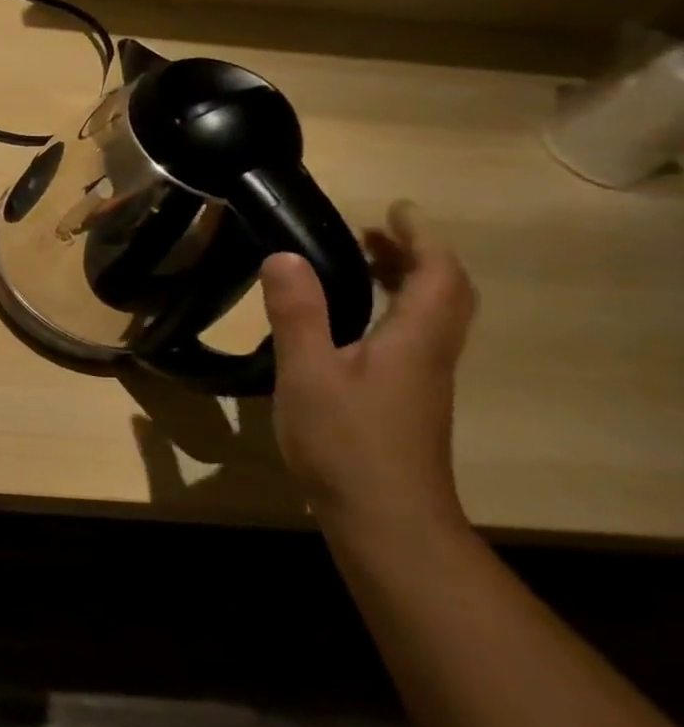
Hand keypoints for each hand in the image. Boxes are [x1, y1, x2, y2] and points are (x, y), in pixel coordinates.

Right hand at [259, 201, 477, 543]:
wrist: (385, 517)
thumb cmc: (346, 440)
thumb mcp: (308, 372)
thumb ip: (297, 314)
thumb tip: (283, 255)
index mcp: (414, 341)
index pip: (438, 276)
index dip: (422, 238)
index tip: (395, 209)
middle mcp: (429, 355)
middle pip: (443, 295)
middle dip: (415, 256)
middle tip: (372, 233)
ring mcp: (420, 381)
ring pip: (428, 318)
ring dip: (404, 283)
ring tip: (358, 266)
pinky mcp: (404, 401)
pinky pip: (409, 338)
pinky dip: (388, 313)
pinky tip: (347, 324)